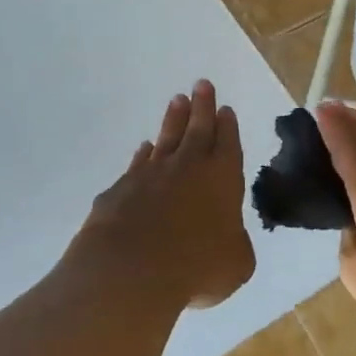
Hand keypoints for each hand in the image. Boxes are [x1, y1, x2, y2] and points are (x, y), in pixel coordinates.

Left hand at [80, 80, 256, 309]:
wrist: (131, 270)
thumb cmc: (196, 266)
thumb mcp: (235, 264)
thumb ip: (234, 245)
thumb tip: (225, 239)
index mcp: (222, 179)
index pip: (228, 144)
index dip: (228, 127)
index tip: (225, 109)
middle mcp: (187, 168)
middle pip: (197, 130)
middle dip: (202, 107)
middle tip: (202, 84)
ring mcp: (150, 175)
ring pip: (166, 139)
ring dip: (173, 120)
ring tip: (177, 101)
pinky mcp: (121, 189)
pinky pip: (138, 164)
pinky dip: (144, 155)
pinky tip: (145, 149)